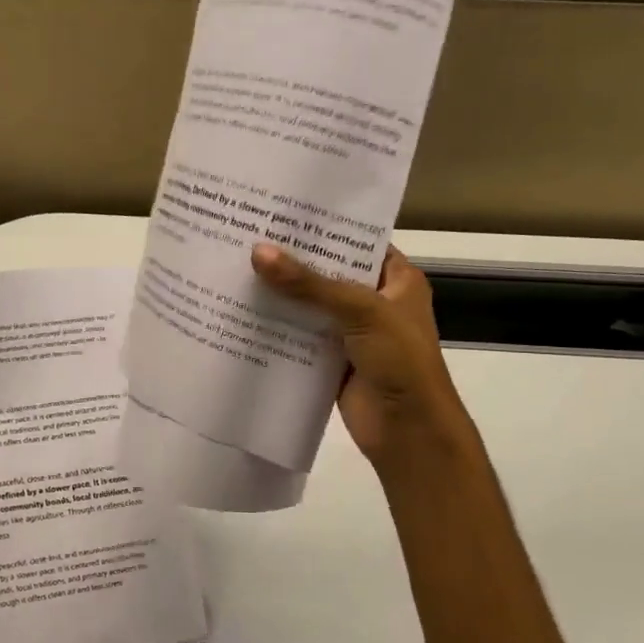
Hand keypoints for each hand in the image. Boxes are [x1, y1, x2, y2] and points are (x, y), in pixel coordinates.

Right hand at [251, 242, 478, 478]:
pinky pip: (299, 338)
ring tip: (235, 269)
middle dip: (292, 262)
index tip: (282, 213)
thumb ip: (308, 283)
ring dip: (280, 296)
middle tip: (247, 237)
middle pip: (328, 275)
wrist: (408, 430)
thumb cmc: (400, 360)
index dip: (324, 229)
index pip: (357, 243)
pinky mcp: (330, 361)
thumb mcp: (360, 311)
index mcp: (397, 280)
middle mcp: (374, 302)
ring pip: (310, 308)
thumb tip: (258, 252)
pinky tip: (242, 314)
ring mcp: (351, 334)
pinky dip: (277, 330)